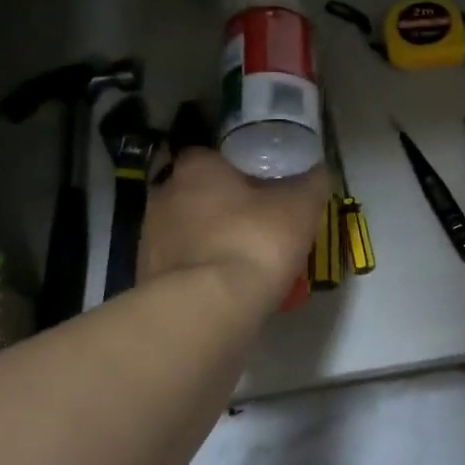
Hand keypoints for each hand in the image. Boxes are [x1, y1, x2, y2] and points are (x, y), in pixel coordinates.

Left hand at [141, 148, 328, 305]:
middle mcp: (164, 194)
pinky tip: (227, 286)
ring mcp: (151, 237)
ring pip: (190, 230)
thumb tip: (316, 171)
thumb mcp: (299, 208)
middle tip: (259, 221)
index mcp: (196, 167)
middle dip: (225, 205)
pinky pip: (184, 265)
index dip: (240, 167)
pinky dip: (203, 271)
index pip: (214, 155)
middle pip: (200, 192)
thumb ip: (310, 183)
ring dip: (212, 239)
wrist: (205, 309)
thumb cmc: (253, 242)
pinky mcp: (148, 277)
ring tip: (246, 258)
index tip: (263, 183)